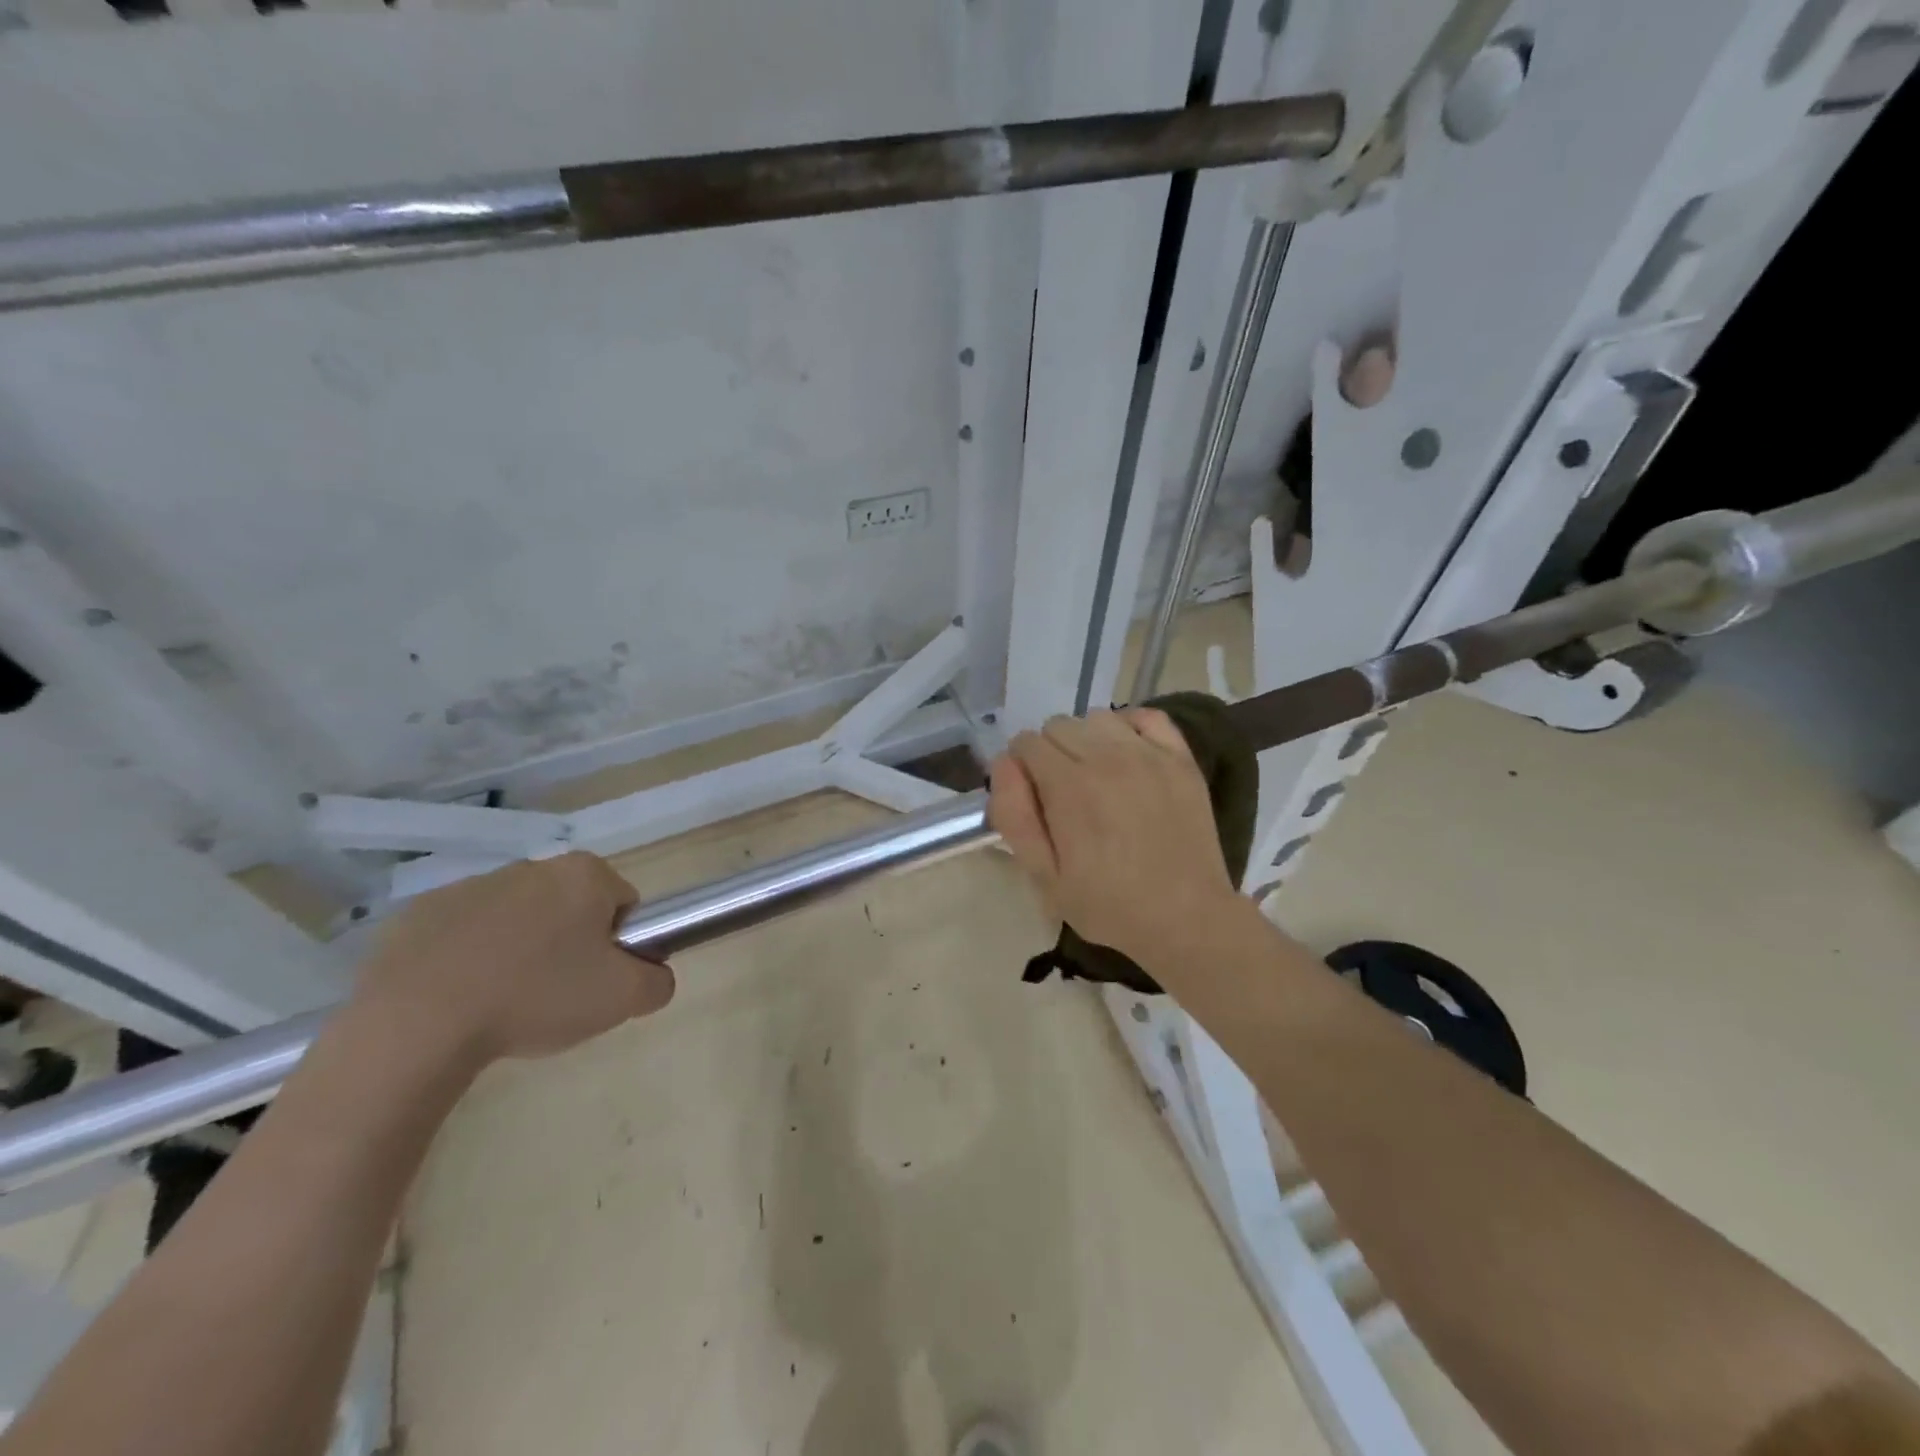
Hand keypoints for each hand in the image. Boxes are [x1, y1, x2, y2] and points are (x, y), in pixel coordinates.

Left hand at [354, 852, 673, 1067]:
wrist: (417, 1024)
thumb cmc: (536, 997)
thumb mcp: (624, 999)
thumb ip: (658, 981)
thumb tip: (653, 975)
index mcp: (584, 875)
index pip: (623, 903)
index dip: (619, 944)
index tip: (597, 979)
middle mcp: (532, 867)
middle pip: (569, 908)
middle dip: (568, 944)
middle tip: (555, 996)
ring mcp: (470, 887)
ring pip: (515, 920)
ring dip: (518, 951)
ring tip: (502, 1004)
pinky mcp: (418, 915)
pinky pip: (461, 936)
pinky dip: (466, 961)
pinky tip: (458, 1000)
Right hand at [989, 709, 1241, 971]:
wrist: (1186, 918)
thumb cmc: (1108, 904)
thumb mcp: (1045, 877)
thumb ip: (1015, 816)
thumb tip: (1004, 764)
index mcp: (1069, 786)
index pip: (1026, 743)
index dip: (1021, 770)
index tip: (1034, 799)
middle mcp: (1107, 757)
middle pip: (1058, 725)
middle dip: (1050, 753)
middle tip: (1063, 794)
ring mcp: (1148, 754)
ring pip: (1097, 718)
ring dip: (1087, 740)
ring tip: (1097, 777)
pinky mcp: (1180, 758)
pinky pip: (1146, 716)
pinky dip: (1129, 728)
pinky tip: (1128, 757)